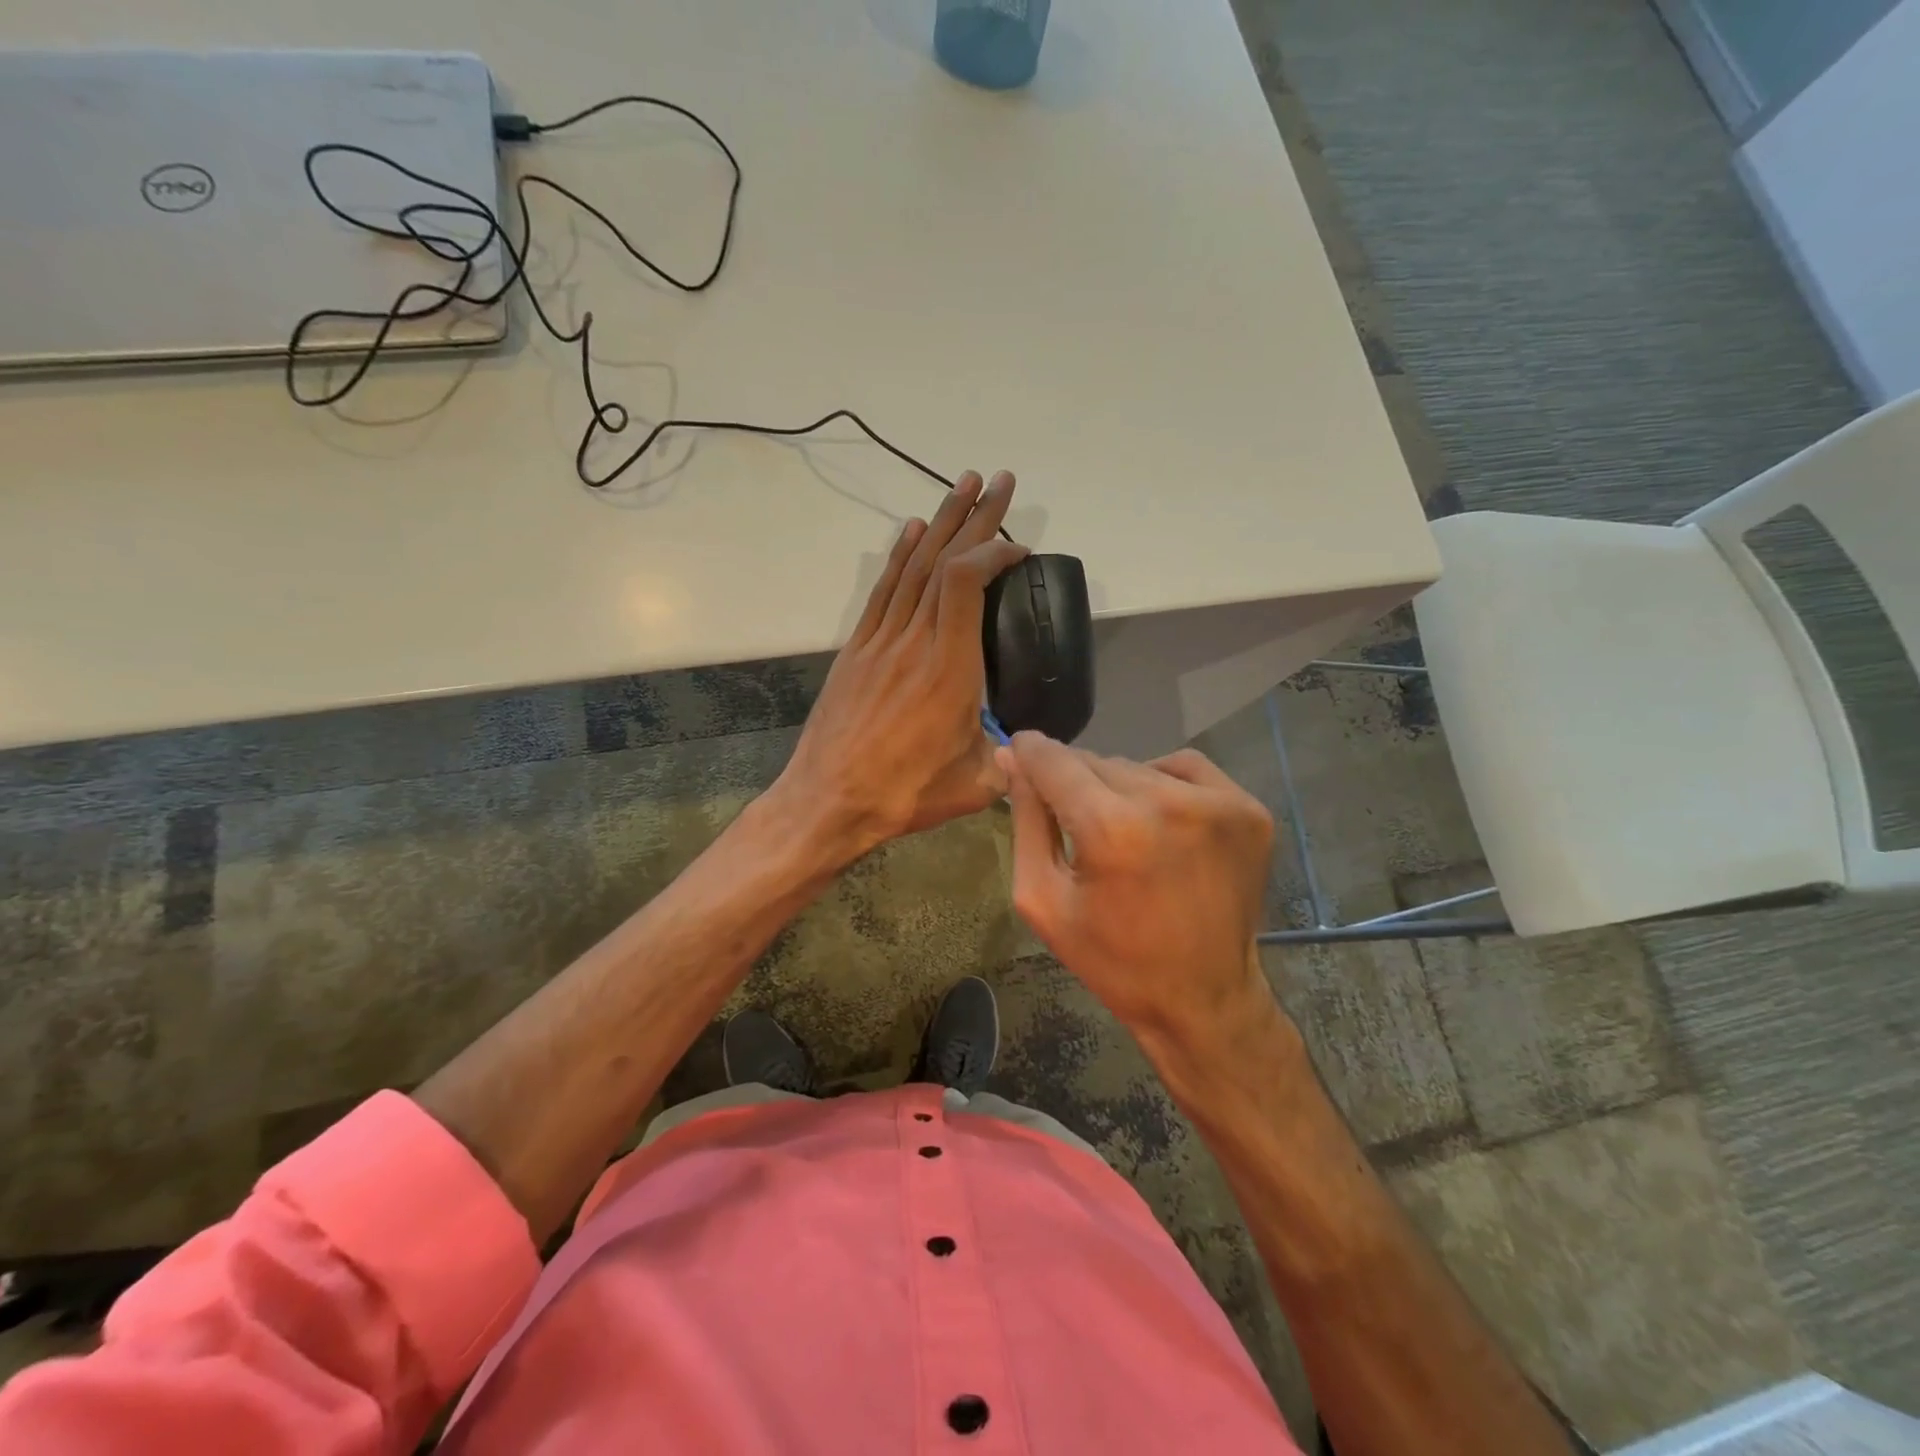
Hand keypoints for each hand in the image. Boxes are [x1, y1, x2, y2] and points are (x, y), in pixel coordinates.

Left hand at [776, 470, 1026, 856]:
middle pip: (943, 561)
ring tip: (961, 485)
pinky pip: (882, 591)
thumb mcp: (976, 784)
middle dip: (975, 516)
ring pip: (912, 567)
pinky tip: (912, 531)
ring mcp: (880, 641)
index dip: (994, 552)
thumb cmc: (905, 795)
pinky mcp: (857, 650)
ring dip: (939, 523)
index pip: (967, 583)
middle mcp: (914, 641)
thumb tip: (1028, 750)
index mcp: (949, 669)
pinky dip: (899, 556)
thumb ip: (1008, 759)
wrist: (828, 801)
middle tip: (998, 479)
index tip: (1019, 548)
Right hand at [1000, 732, 1275, 1047]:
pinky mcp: (1249, 810)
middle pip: (1096, 761)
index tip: (1017, 757)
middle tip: (1077, 823)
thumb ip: (1026, 821)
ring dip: (1119, 787)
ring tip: (1123, 832)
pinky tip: (1159, 821)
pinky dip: (1163, 783)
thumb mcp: (1042, 898)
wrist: (1204, 1000)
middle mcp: (1169, 803)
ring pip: (1139, 765)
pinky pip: (1185, 768)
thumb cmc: (1111, 959)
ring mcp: (1218, 803)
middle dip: (1075, 783)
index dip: (1028, 754)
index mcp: (1112, 829)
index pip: (1054, 759)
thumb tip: (1012, 758)